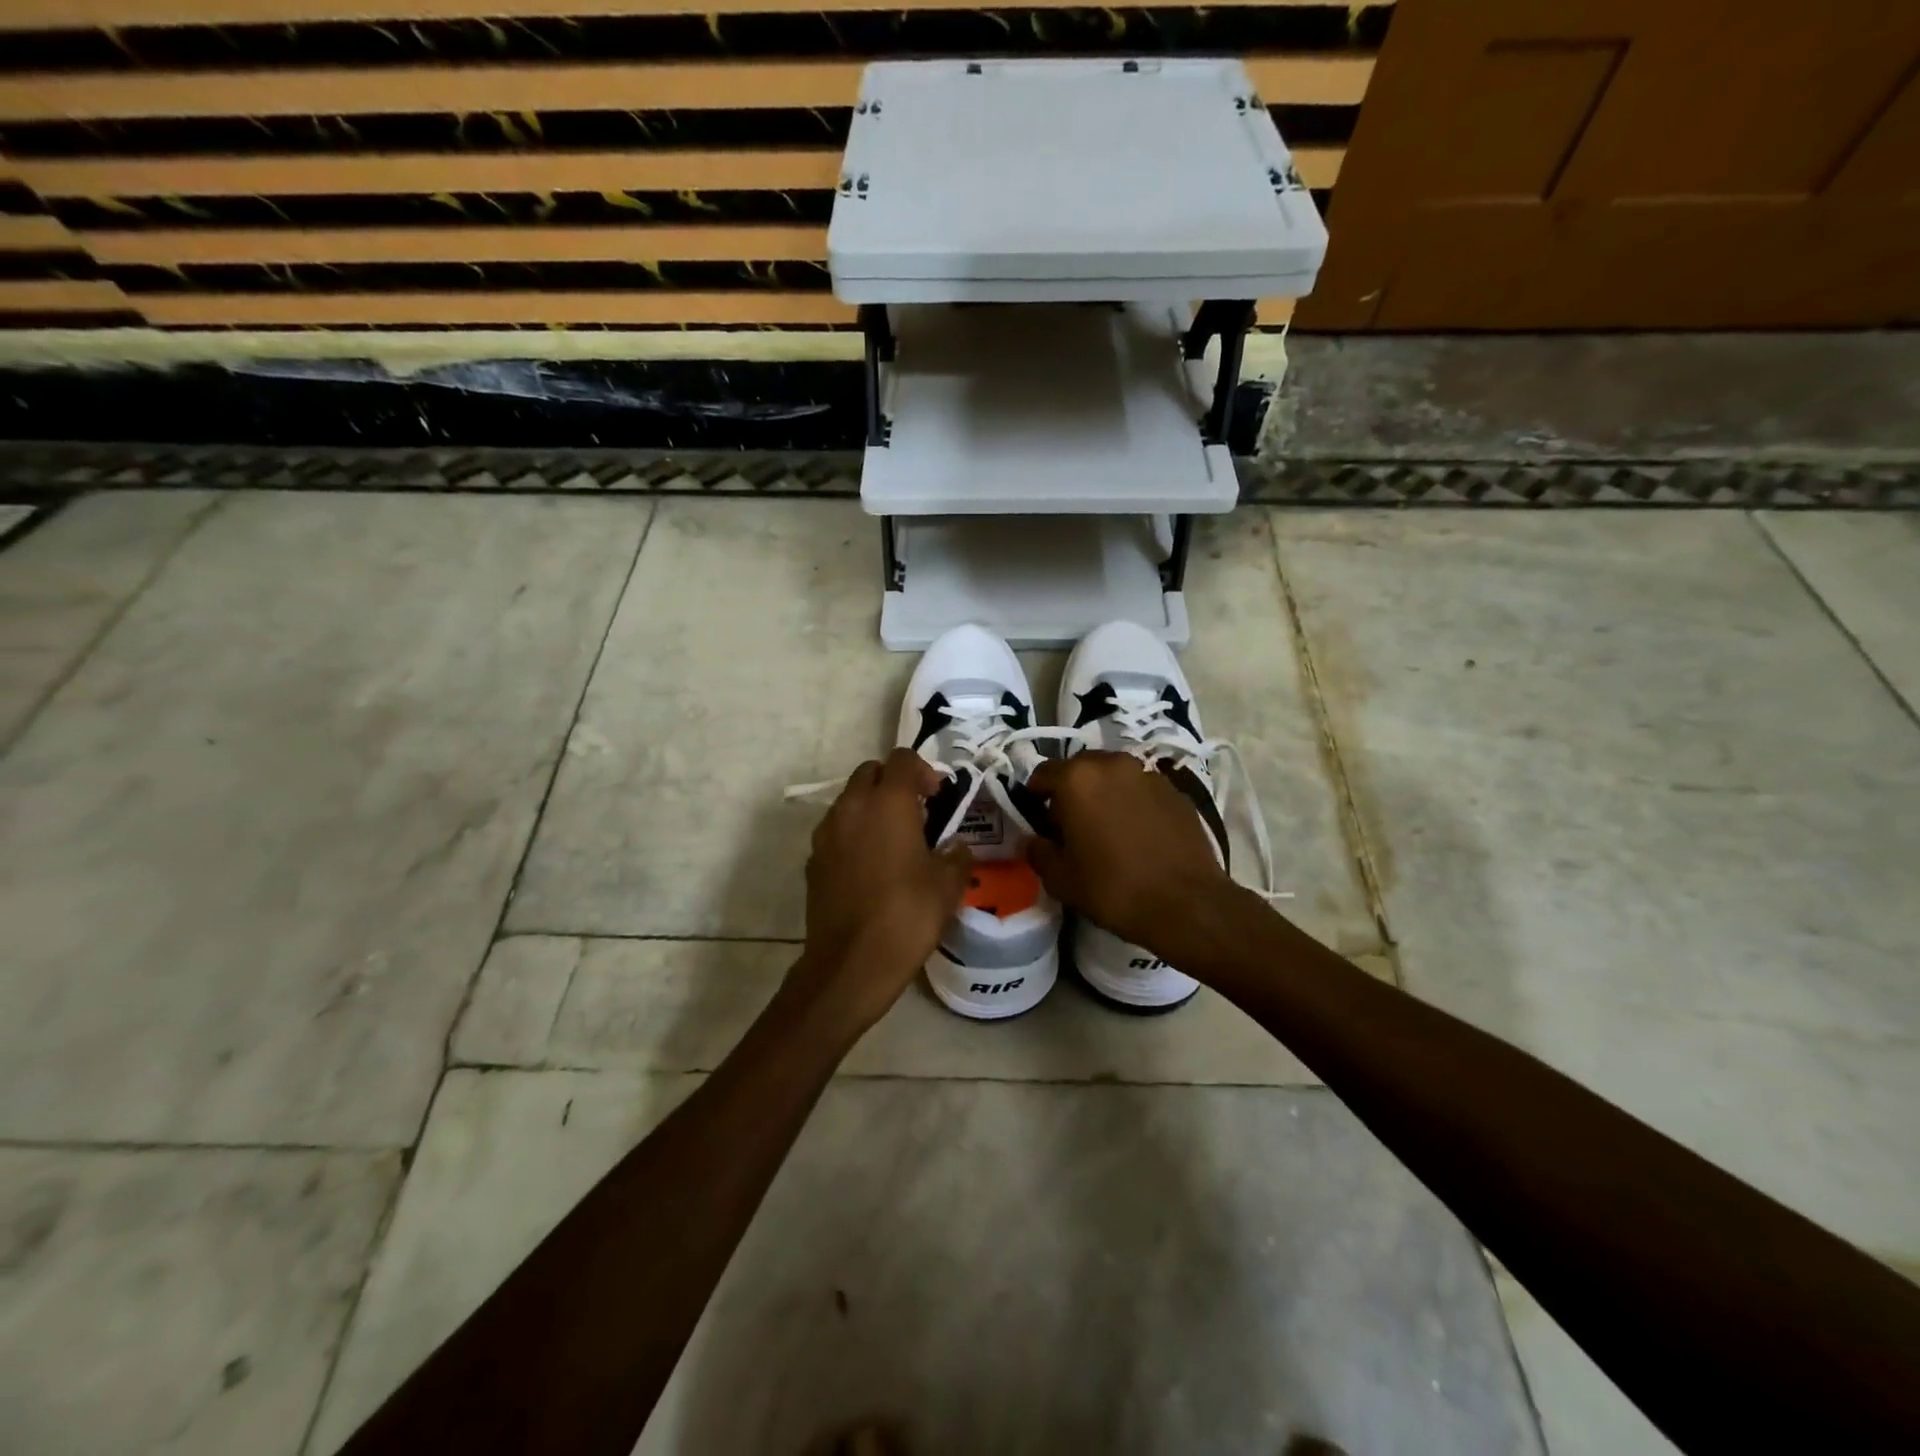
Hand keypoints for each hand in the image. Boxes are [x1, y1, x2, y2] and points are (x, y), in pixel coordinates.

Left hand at [791, 748, 972, 1033]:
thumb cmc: (907, 915)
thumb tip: (955, 845)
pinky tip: (871, 866)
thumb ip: (956, 855)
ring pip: (850, 800)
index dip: (924, 771)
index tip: (938, 797)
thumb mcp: (948, 885)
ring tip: (895, 840)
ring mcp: (827, 833)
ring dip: (872, 807)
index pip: (902, 760)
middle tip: (917, 812)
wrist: (850, 964)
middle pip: (871, 772)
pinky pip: (837, 830)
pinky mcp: (813, 860)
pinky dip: (854, 834)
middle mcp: (852, 807)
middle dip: (894, 783)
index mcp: (888, 802)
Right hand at [1024, 752, 1234, 957]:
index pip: (1042, 774)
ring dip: (1105, 794)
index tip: (1038, 822)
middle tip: (1072, 826)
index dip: (1035, 797)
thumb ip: (1038, 852)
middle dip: (1072, 792)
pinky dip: (1133, 804)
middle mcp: (1113, 764)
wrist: (1187, 904)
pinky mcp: (1176, 791)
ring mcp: (1149, 774)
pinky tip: (1138, 835)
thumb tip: (1032, 841)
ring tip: (1107, 829)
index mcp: (1077, 778)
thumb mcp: (1061, 879)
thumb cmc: (1113, 888)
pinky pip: (1142, 790)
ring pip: (1114, 777)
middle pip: (1080, 769)